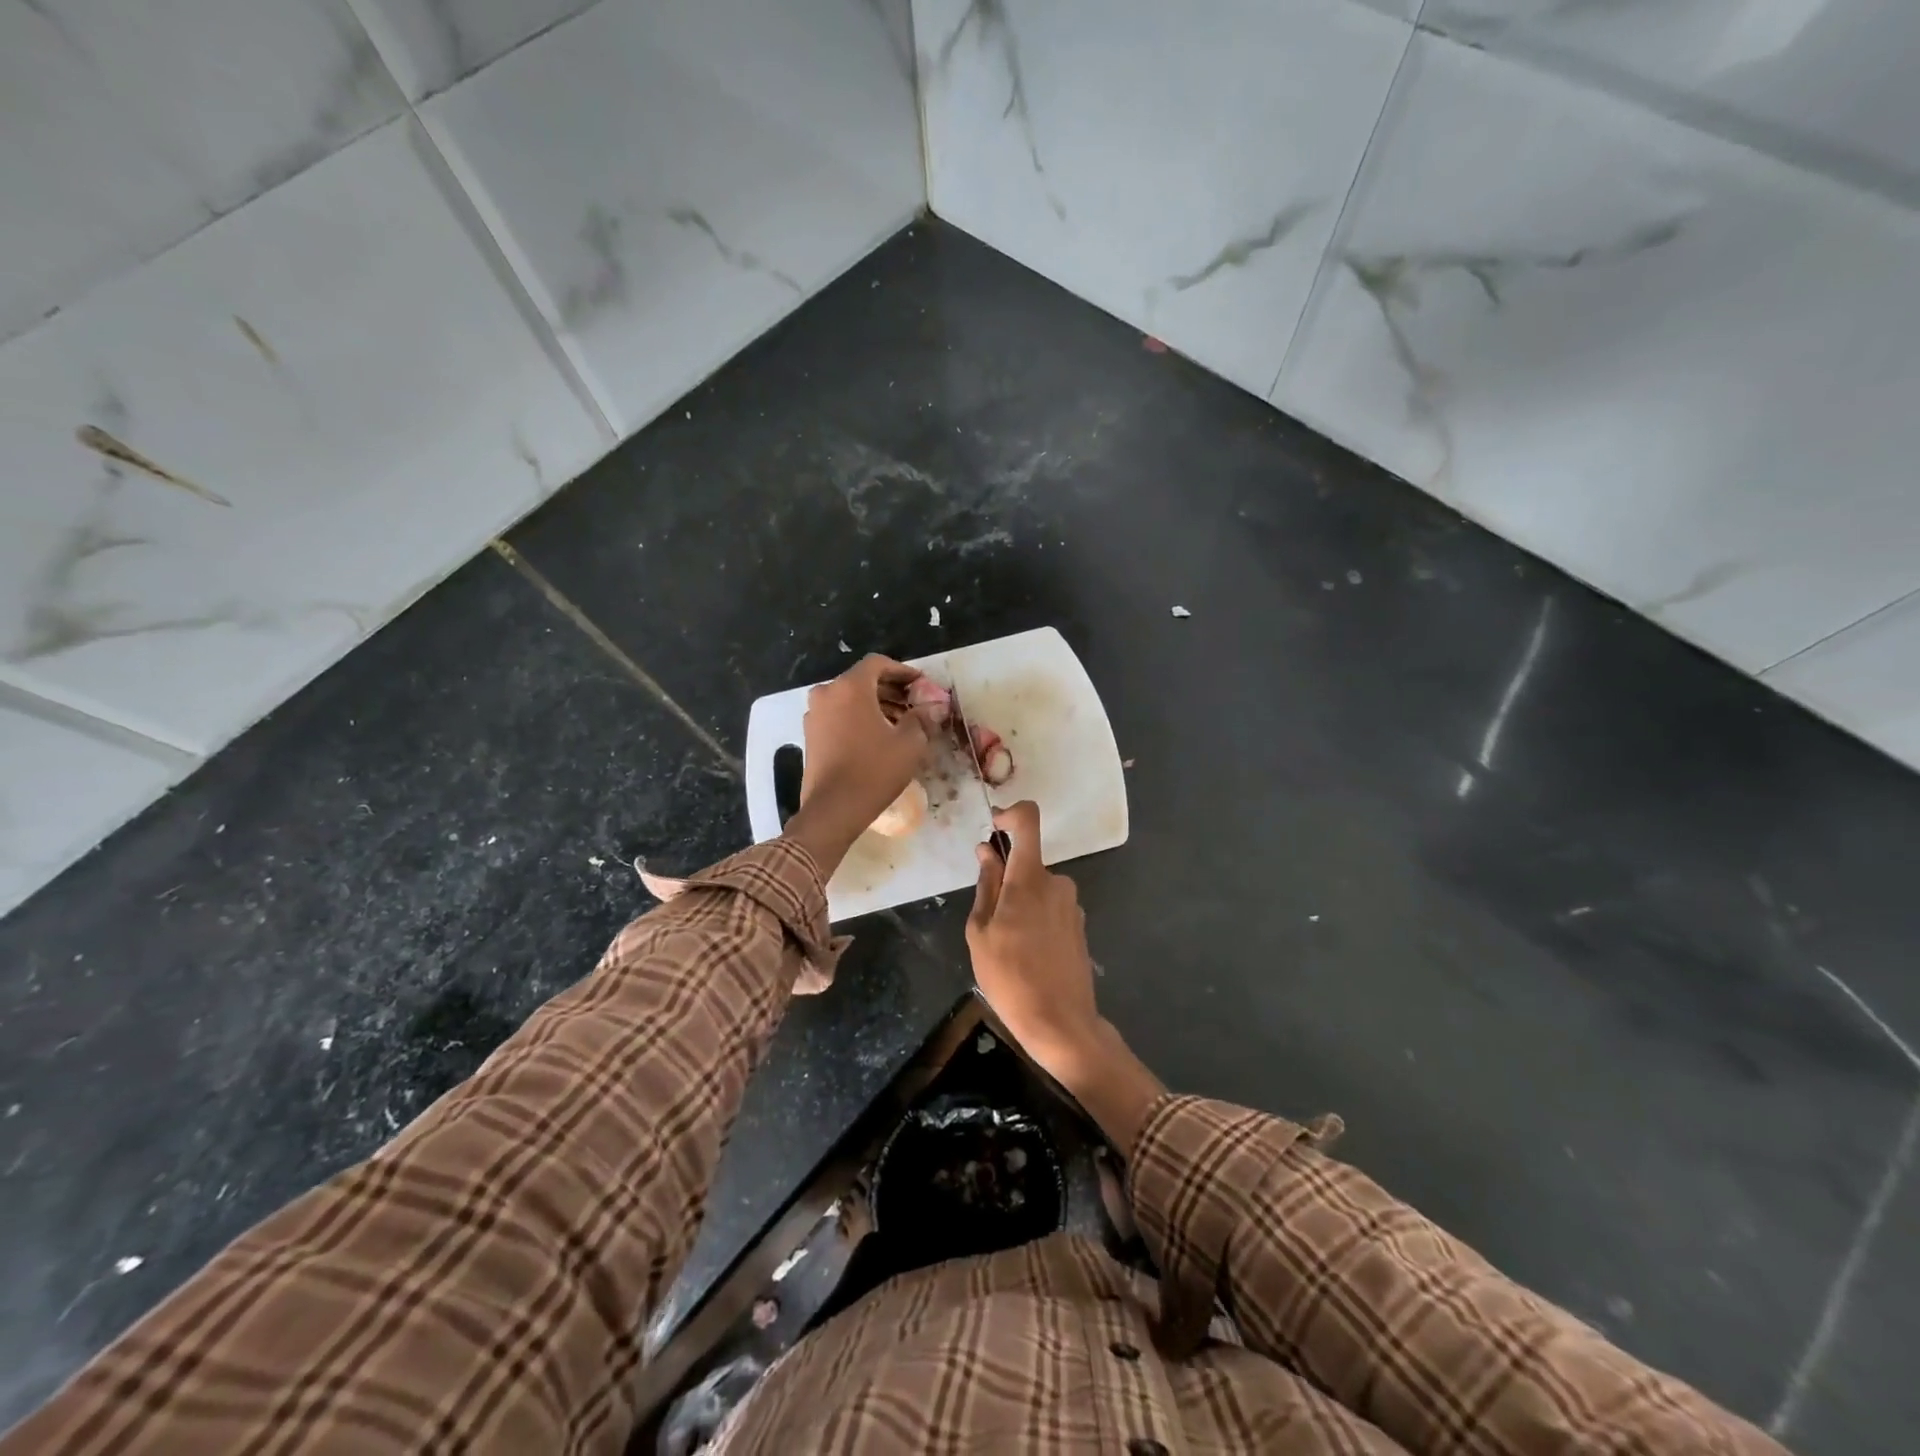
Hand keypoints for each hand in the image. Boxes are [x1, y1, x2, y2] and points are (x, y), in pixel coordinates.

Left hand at [784, 655, 936, 874]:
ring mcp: (815, 714)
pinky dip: (859, 718)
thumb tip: (935, 706)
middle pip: (863, 680)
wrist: (833, 809)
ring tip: (901, 723)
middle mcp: (827, 693)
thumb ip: (922, 718)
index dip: (903, 671)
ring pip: (850, 699)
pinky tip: (879, 736)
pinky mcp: (811, 735)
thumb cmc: (874, 770)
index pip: (878, 663)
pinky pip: (839, 715)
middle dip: (891, 690)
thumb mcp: (909, 743)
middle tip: (915, 704)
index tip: (920, 684)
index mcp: (850, 687)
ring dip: (876, 705)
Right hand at [968, 800, 1164, 1153]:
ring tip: (1007, 945)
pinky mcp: (1079, 923)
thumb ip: (986, 886)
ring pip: (1037, 887)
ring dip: (1020, 903)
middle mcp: (1057, 882)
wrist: (1060, 1023)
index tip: (993, 829)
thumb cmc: (1010, 978)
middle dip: (1006, 879)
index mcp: (1030, 879)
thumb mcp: (980, 933)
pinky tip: (1028, 954)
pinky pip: (1050, 906)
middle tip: (989, 920)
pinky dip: (1035, 917)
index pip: (1028, 821)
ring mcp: (1072, 904)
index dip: (1010, 814)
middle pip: (1027, 862)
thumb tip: (988, 852)